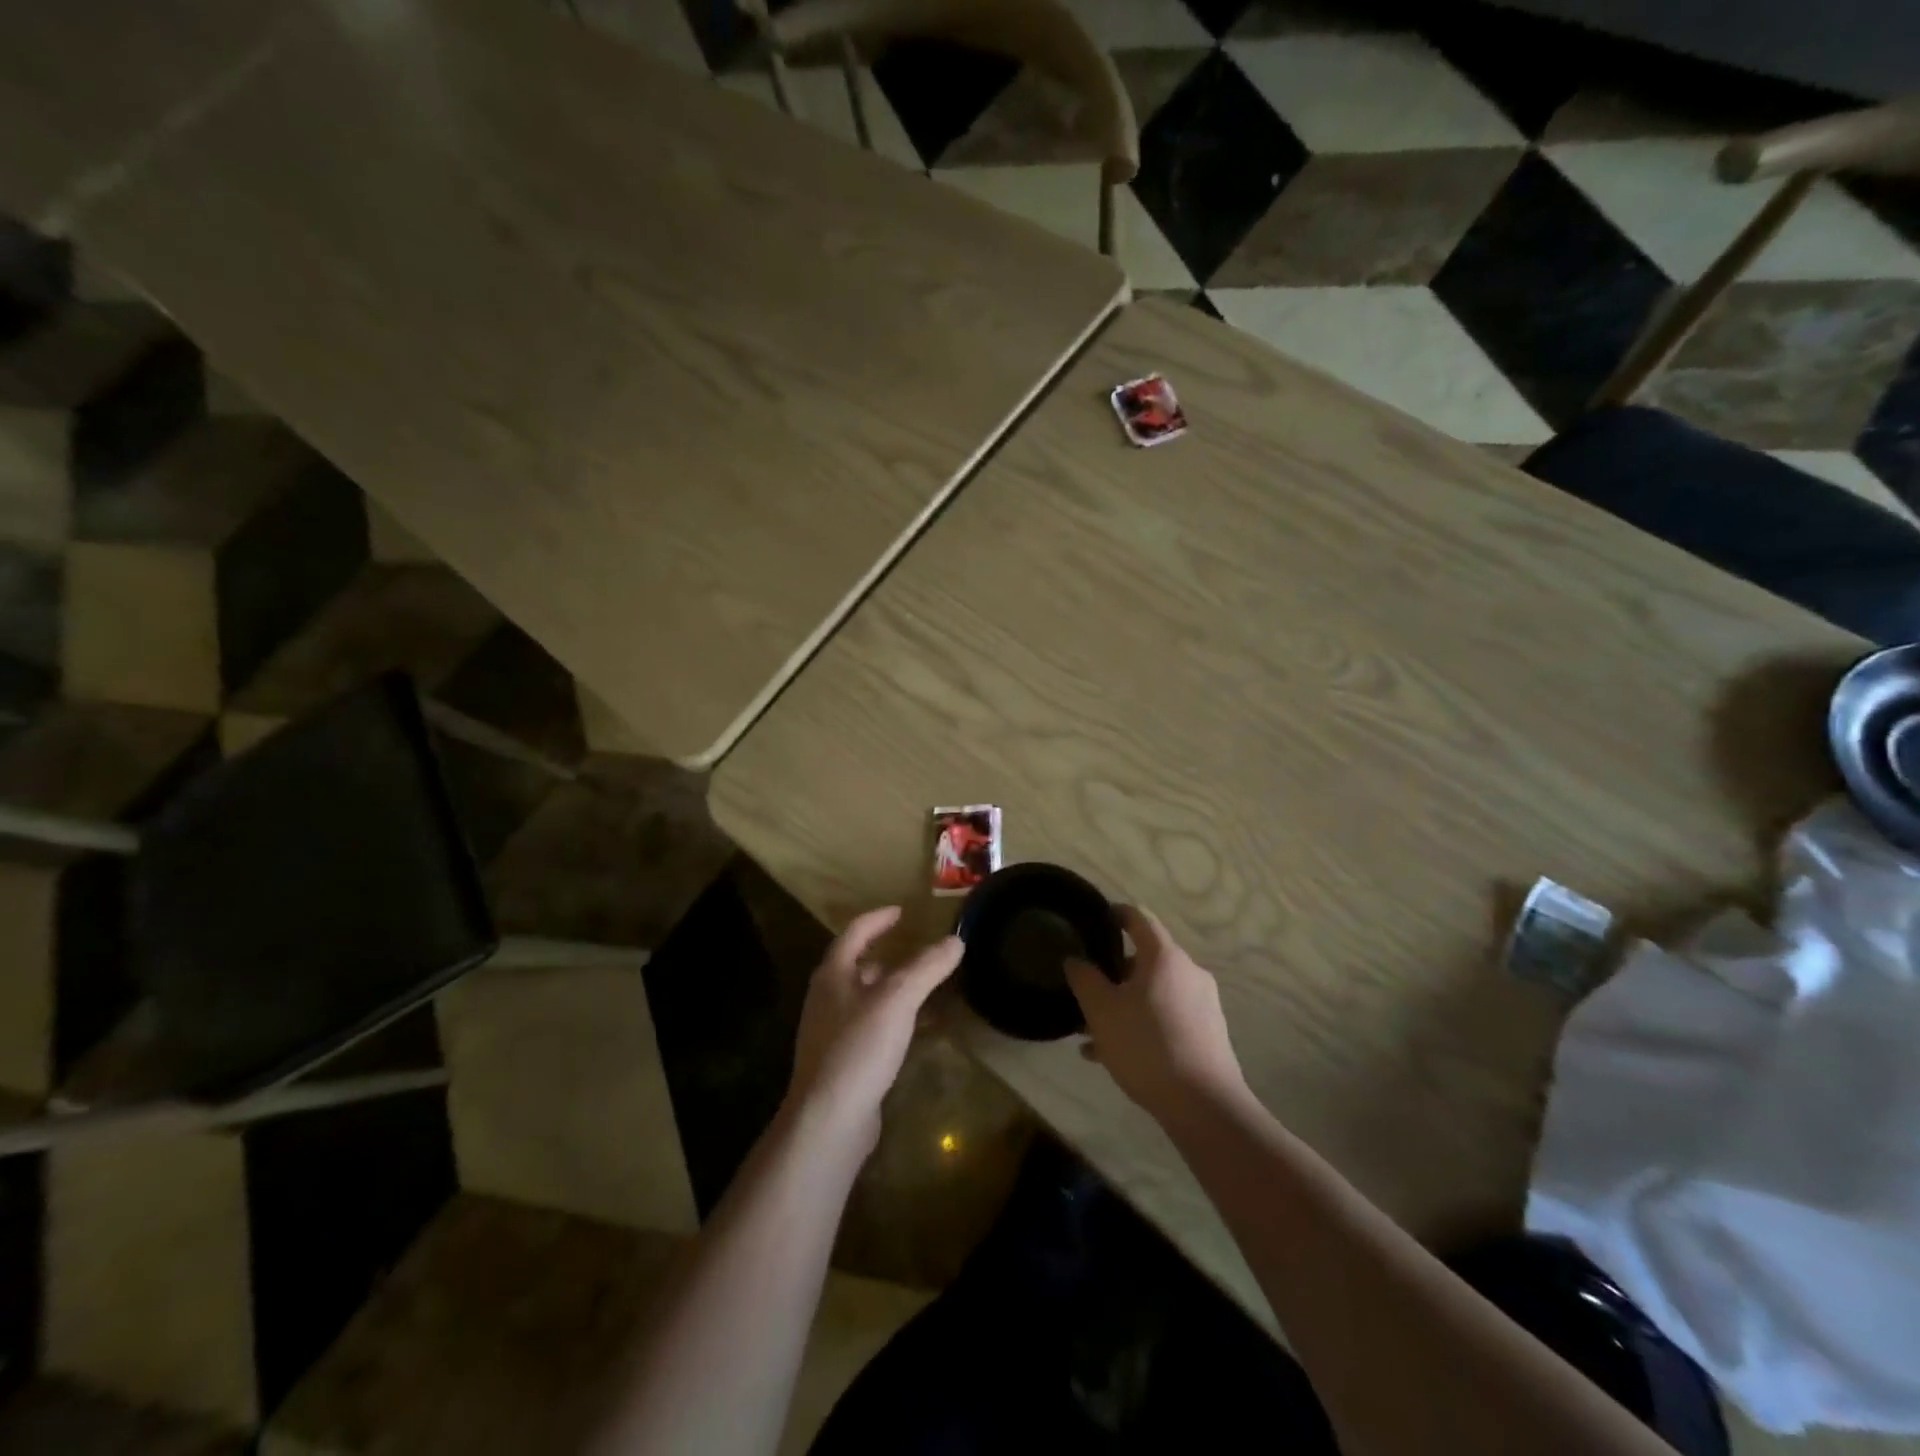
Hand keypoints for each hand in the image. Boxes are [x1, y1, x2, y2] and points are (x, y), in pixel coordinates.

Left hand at [786, 907, 961, 1151]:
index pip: (854, 933)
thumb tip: (955, 940)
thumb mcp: (898, 999)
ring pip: (864, 998)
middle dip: (885, 955)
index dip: (878, 919)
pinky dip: (893, 1019)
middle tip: (916, 950)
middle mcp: (827, 999)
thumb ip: (926, 967)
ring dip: (891, 988)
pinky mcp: (842, 1062)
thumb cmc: (859, 1047)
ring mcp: (831, 1033)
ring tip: (922, 987)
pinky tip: (914, 1031)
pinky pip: (870, 1028)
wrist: (829, 1120)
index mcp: (833, 975)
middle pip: (856, 966)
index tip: (901, 911)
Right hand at [1066, 906, 1247, 1122]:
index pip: (1139, 918)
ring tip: (1092, 1032)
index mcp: (1164, 957)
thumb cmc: (1147, 1046)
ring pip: (1154, 993)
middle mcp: (1188, 972)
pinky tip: (1113, 1055)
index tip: (1096, 919)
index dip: (1116, 914)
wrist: (1204, 1105)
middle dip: (1114, 972)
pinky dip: (1142, 1026)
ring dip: (1124, 1004)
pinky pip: (1167, 1018)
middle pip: (1146, 960)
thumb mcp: (1101, 1011)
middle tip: (1088, 989)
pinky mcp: (1208, 1033)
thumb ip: (1084, 979)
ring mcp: (1202, 1004)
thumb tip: (1075, 959)